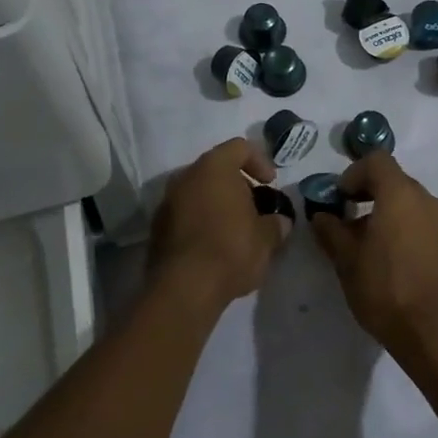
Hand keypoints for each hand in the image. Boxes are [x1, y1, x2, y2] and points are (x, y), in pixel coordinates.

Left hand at [150, 139, 286, 312]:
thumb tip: (280, 222)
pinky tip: (214, 246)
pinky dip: (201, 220)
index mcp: (214, 167)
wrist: (182, 290)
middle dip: (238, 185)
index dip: (259, 161)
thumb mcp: (266, 239)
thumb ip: (276, 224)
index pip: (239, 147)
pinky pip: (185, 213)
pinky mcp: (157, 228)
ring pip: (199, 191)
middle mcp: (186, 176)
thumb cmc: (230, 250)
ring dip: (218, 204)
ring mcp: (167, 201)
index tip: (270, 184)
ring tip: (236, 229)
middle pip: (217, 168)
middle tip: (255, 208)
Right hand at [311, 152, 437, 369]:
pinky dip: (401, 225)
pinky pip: (419, 220)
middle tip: (346, 218)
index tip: (339, 198)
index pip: (376, 160)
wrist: (433, 332)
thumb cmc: (385, 288)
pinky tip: (387, 257)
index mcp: (400, 193)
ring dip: (384, 209)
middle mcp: (424, 199)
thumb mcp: (346, 259)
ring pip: (406, 200)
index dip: (353, 173)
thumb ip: (330, 230)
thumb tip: (321, 215)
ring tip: (365, 242)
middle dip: (367, 192)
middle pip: (393, 179)